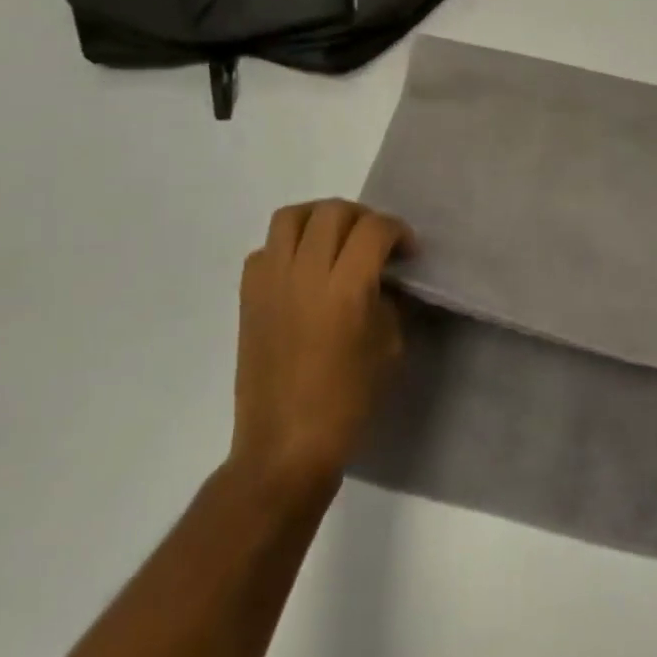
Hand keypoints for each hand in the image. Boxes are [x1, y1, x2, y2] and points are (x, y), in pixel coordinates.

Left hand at [230, 200, 413, 492]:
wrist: (286, 445)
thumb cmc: (349, 400)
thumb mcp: (389, 346)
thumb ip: (387, 300)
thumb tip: (382, 278)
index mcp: (345, 289)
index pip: (374, 229)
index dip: (398, 231)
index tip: (408, 251)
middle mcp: (304, 275)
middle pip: (332, 211)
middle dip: (362, 217)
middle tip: (376, 242)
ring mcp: (270, 283)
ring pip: (291, 217)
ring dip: (320, 219)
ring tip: (337, 241)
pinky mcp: (248, 298)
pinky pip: (265, 250)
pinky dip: (287, 247)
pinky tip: (304, 271)